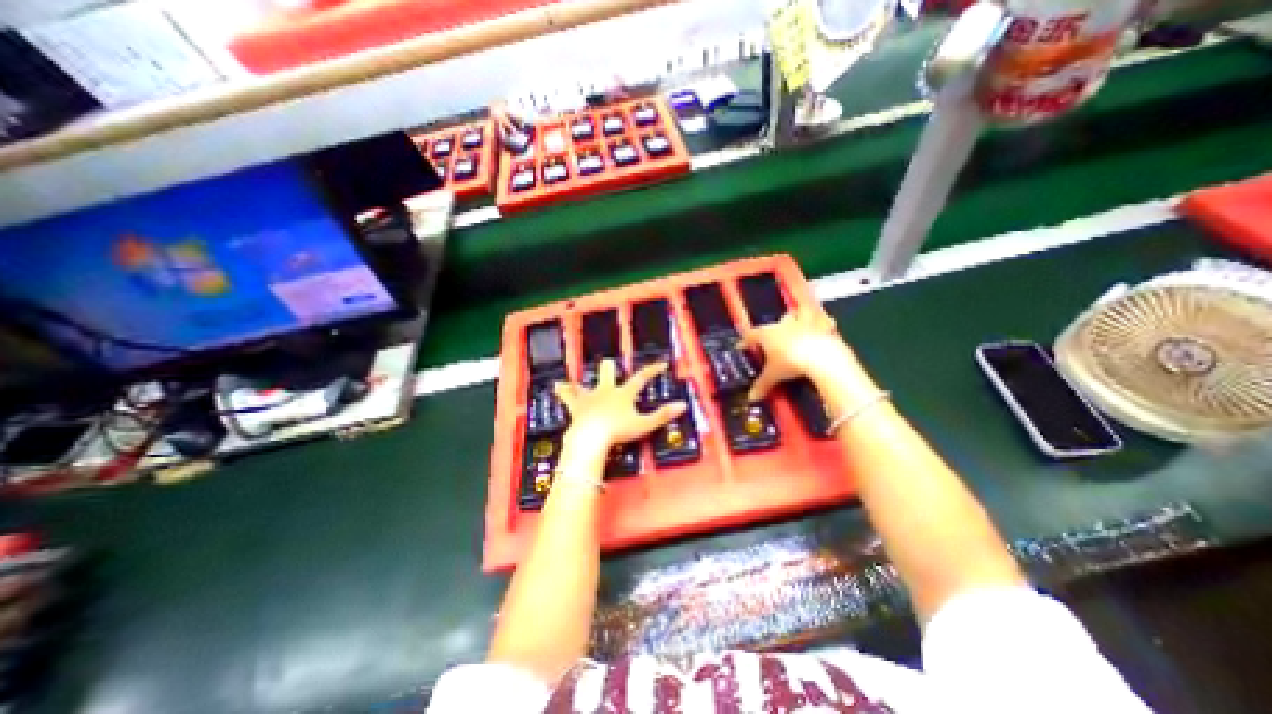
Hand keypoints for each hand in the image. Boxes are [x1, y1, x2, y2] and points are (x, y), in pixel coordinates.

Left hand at [556, 360, 686, 455]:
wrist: (591, 437)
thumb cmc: (618, 431)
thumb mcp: (644, 424)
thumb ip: (663, 415)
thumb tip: (683, 405)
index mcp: (624, 393)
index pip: (641, 378)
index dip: (652, 370)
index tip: (661, 364)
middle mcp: (606, 390)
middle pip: (608, 372)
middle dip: (610, 368)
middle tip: (610, 365)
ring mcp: (590, 397)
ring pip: (586, 382)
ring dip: (584, 381)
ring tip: (578, 378)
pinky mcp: (576, 406)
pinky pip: (567, 396)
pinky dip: (563, 391)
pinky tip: (557, 386)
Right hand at [741, 306, 857, 401]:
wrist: (821, 357)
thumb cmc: (789, 362)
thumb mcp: (773, 376)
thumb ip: (761, 385)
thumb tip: (751, 397)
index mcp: (766, 334)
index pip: (751, 335)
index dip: (745, 342)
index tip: (741, 347)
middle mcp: (783, 325)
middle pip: (775, 322)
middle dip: (774, 329)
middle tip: (772, 341)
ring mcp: (803, 323)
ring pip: (797, 315)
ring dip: (797, 319)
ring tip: (798, 326)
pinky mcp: (822, 327)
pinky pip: (822, 321)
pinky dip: (823, 324)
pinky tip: (826, 326)